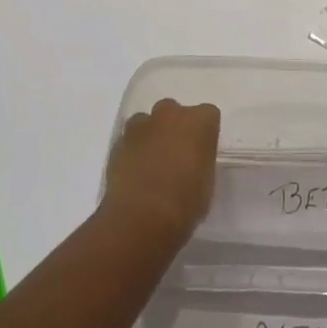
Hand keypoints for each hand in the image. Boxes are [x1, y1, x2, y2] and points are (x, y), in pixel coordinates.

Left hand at [102, 98, 220, 242]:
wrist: (142, 217)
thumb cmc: (185, 202)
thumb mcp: (207, 183)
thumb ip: (200, 162)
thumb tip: (192, 163)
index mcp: (199, 121)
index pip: (208, 114)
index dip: (204, 133)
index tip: (202, 151)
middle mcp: (170, 114)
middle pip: (174, 110)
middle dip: (174, 127)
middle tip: (176, 154)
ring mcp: (141, 125)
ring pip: (147, 121)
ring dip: (150, 136)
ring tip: (151, 163)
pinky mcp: (118, 142)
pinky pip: (128, 140)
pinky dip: (132, 151)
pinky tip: (134, 173)